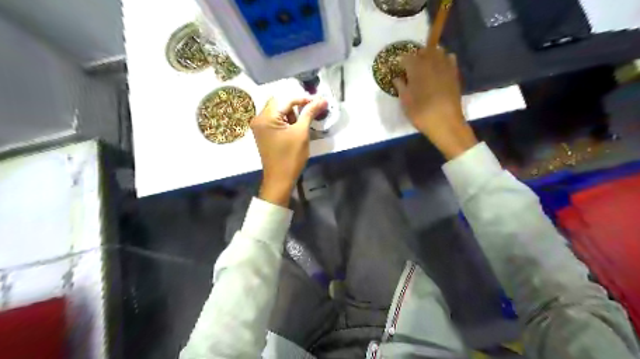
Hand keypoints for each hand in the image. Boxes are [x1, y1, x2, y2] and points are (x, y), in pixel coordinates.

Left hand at [250, 97, 327, 205]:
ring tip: (300, 126)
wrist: (280, 179)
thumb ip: (310, 113)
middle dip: (296, 106)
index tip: (319, 101)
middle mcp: (259, 118)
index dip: (303, 99)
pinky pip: (274, 120)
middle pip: (279, 103)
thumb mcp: (302, 133)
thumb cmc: (291, 157)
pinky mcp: (262, 133)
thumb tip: (323, 100)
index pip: (286, 100)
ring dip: (291, 114)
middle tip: (310, 112)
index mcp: (266, 117)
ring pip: (277, 111)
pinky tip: (293, 129)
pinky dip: (285, 121)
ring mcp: (259, 126)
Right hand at [393, 47, 476, 159]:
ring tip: (425, 67)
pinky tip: (439, 69)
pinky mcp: (454, 73)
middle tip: (410, 69)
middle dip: (415, 57)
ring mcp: (445, 66)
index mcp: (416, 67)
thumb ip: (400, 86)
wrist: (445, 122)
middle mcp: (431, 61)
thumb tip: (397, 78)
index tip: (398, 70)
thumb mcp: (405, 101)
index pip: (405, 57)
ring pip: (437, 52)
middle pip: (422, 51)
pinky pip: (449, 59)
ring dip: (430, 56)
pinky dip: (443, 60)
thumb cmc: (420, 112)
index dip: (400, 63)